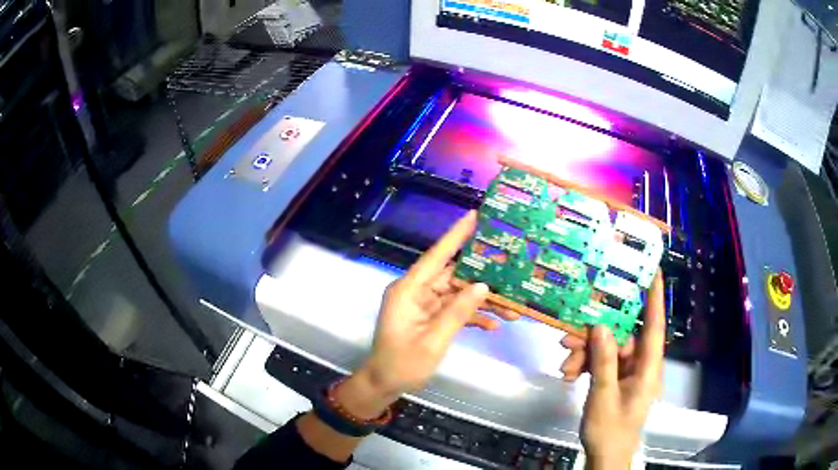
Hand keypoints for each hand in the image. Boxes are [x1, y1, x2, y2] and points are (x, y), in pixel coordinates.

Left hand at [335, 211, 519, 418]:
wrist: (385, 384)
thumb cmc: (402, 363)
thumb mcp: (433, 341)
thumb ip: (458, 313)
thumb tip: (483, 286)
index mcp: (409, 290)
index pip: (436, 256)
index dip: (456, 235)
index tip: (475, 215)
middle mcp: (417, 291)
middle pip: (454, 276)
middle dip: (484, 278)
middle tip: (513, 270)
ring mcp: (424, 304)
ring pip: (459, 294)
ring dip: (483, 301)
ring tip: (513, 308)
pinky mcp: (430, 317)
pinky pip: (455, 310)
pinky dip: (472, 316)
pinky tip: (494, 325)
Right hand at [561, 271, 664, 467]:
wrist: (605, 455)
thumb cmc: (610, 429)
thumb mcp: (603, 396)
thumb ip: (604, 362)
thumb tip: (602, 326)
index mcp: (649, 367)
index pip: (655, 326)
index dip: (654, 297)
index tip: (651, 270)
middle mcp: (641, 364)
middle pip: (622, 337)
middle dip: (595, 335)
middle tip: (568, 336)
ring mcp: (628, 372)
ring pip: (608, 349)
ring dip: (585, 353)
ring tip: (565, 365)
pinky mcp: (616, 379)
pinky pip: (601, 362)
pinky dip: (585, 365)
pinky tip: (569, 373)